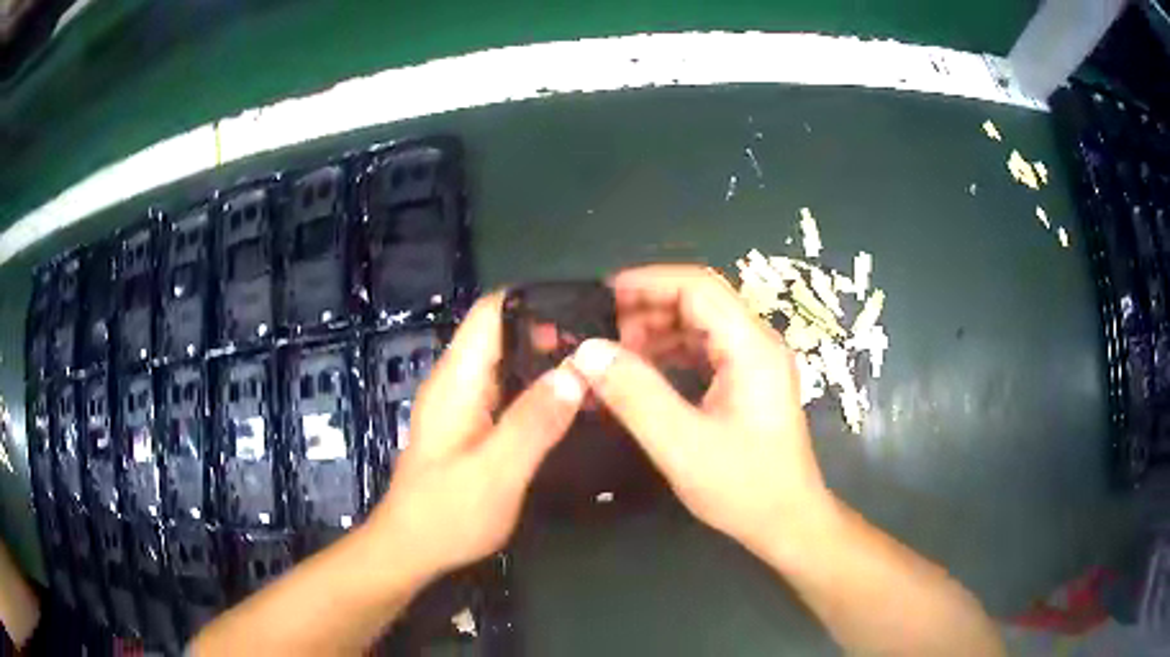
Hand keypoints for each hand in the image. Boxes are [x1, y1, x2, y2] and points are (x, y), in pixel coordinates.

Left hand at [367, 292, 585, 580]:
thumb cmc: (448, 514)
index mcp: (456, 380)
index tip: (585, 310)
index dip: (535, 300)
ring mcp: (462, 403)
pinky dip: (539, 387)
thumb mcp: (497, 472)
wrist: (412, 549)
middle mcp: (457, 381)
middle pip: (503, 332)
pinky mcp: (471, 424)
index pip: (491, 311)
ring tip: (598, 369)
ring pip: (509, 361)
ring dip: (548, 360)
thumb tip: (577, 370)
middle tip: (605, 347)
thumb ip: (534, 422)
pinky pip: (508, 389)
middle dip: (551, 330)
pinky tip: (571, 403)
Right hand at [572, 266, 830, 553]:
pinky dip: (669, 355)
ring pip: (700, 326)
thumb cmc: (744, 487)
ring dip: (656, 332)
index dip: (648, 282)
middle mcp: (757, 345)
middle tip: (601, 333)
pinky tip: (641, 374)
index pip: (698, 287)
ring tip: (614, 355)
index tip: (602, 296)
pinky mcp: (748, 383)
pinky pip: (704, 352)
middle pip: (699, 302)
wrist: (787, 522)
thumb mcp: (681, 444)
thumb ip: (634, 394)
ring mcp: (755, 364)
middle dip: (647, 309)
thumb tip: (588, 351)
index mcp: (751, 348)